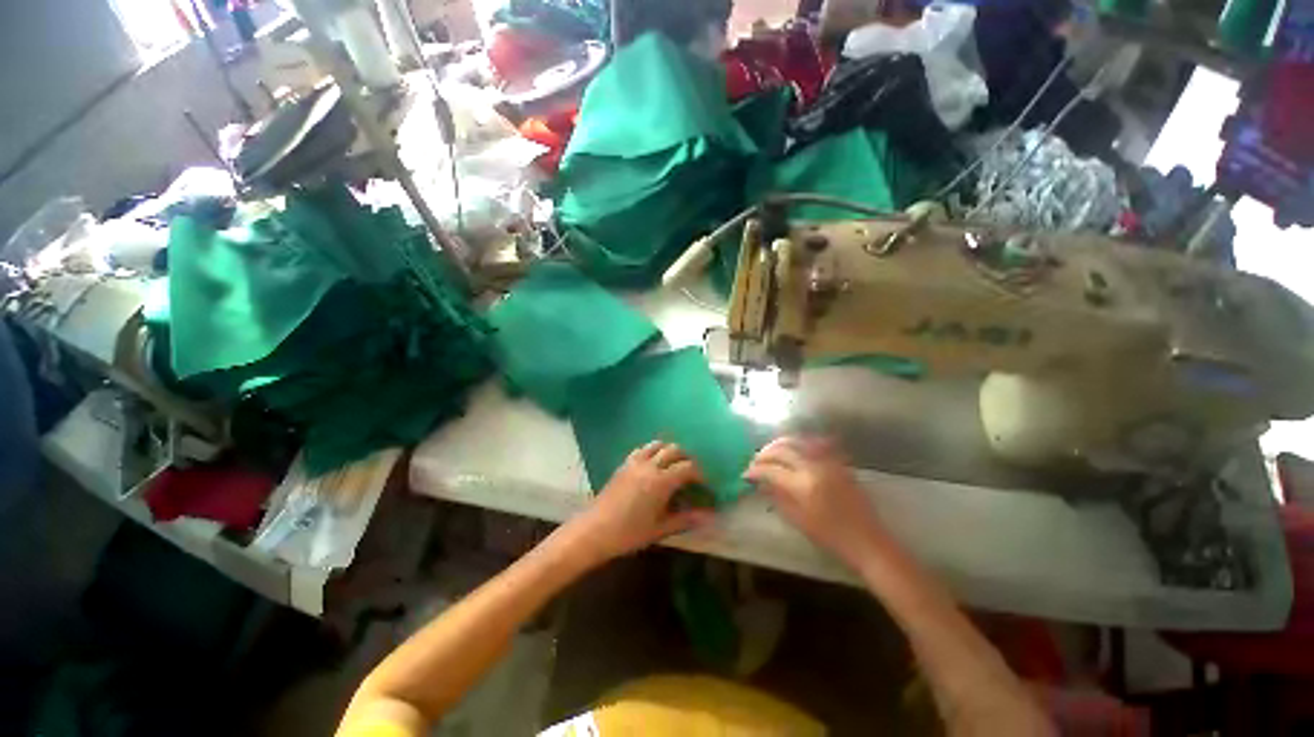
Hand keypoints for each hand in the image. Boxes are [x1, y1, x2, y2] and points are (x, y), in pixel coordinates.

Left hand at [566, 441, 714, 564]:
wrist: (594, 530)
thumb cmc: (629, 533)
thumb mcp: (660, 529)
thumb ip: (685, 519)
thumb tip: (709, 516)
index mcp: (661, 481)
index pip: (687, 468)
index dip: (700, 474)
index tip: (705, 484)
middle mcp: (649, 465)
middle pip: (674, 450)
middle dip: (686, 458)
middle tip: (691, 474)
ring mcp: (635, 462)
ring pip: (657, 444)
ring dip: (669, 451)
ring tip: (673, 465)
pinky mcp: (624, 464)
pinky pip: (642, 449)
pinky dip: (652, 451)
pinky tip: (653, 464)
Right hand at [744, 437, 885, 567]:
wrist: (867, 541)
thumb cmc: (830, 537)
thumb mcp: (798, 520)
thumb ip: (777, 496)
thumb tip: (760, 482)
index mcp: (802, 484)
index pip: (771, 469)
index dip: (756, 470)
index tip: (746, 474)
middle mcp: (814, 467)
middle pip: (782, 450)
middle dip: (765, 453)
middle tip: (755, 461)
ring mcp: (828, 461)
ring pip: (798, 441)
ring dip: (780, 444)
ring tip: (770, 452)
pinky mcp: (838, 462)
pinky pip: (816, 444)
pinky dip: (800, 443)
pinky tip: (794, 448)